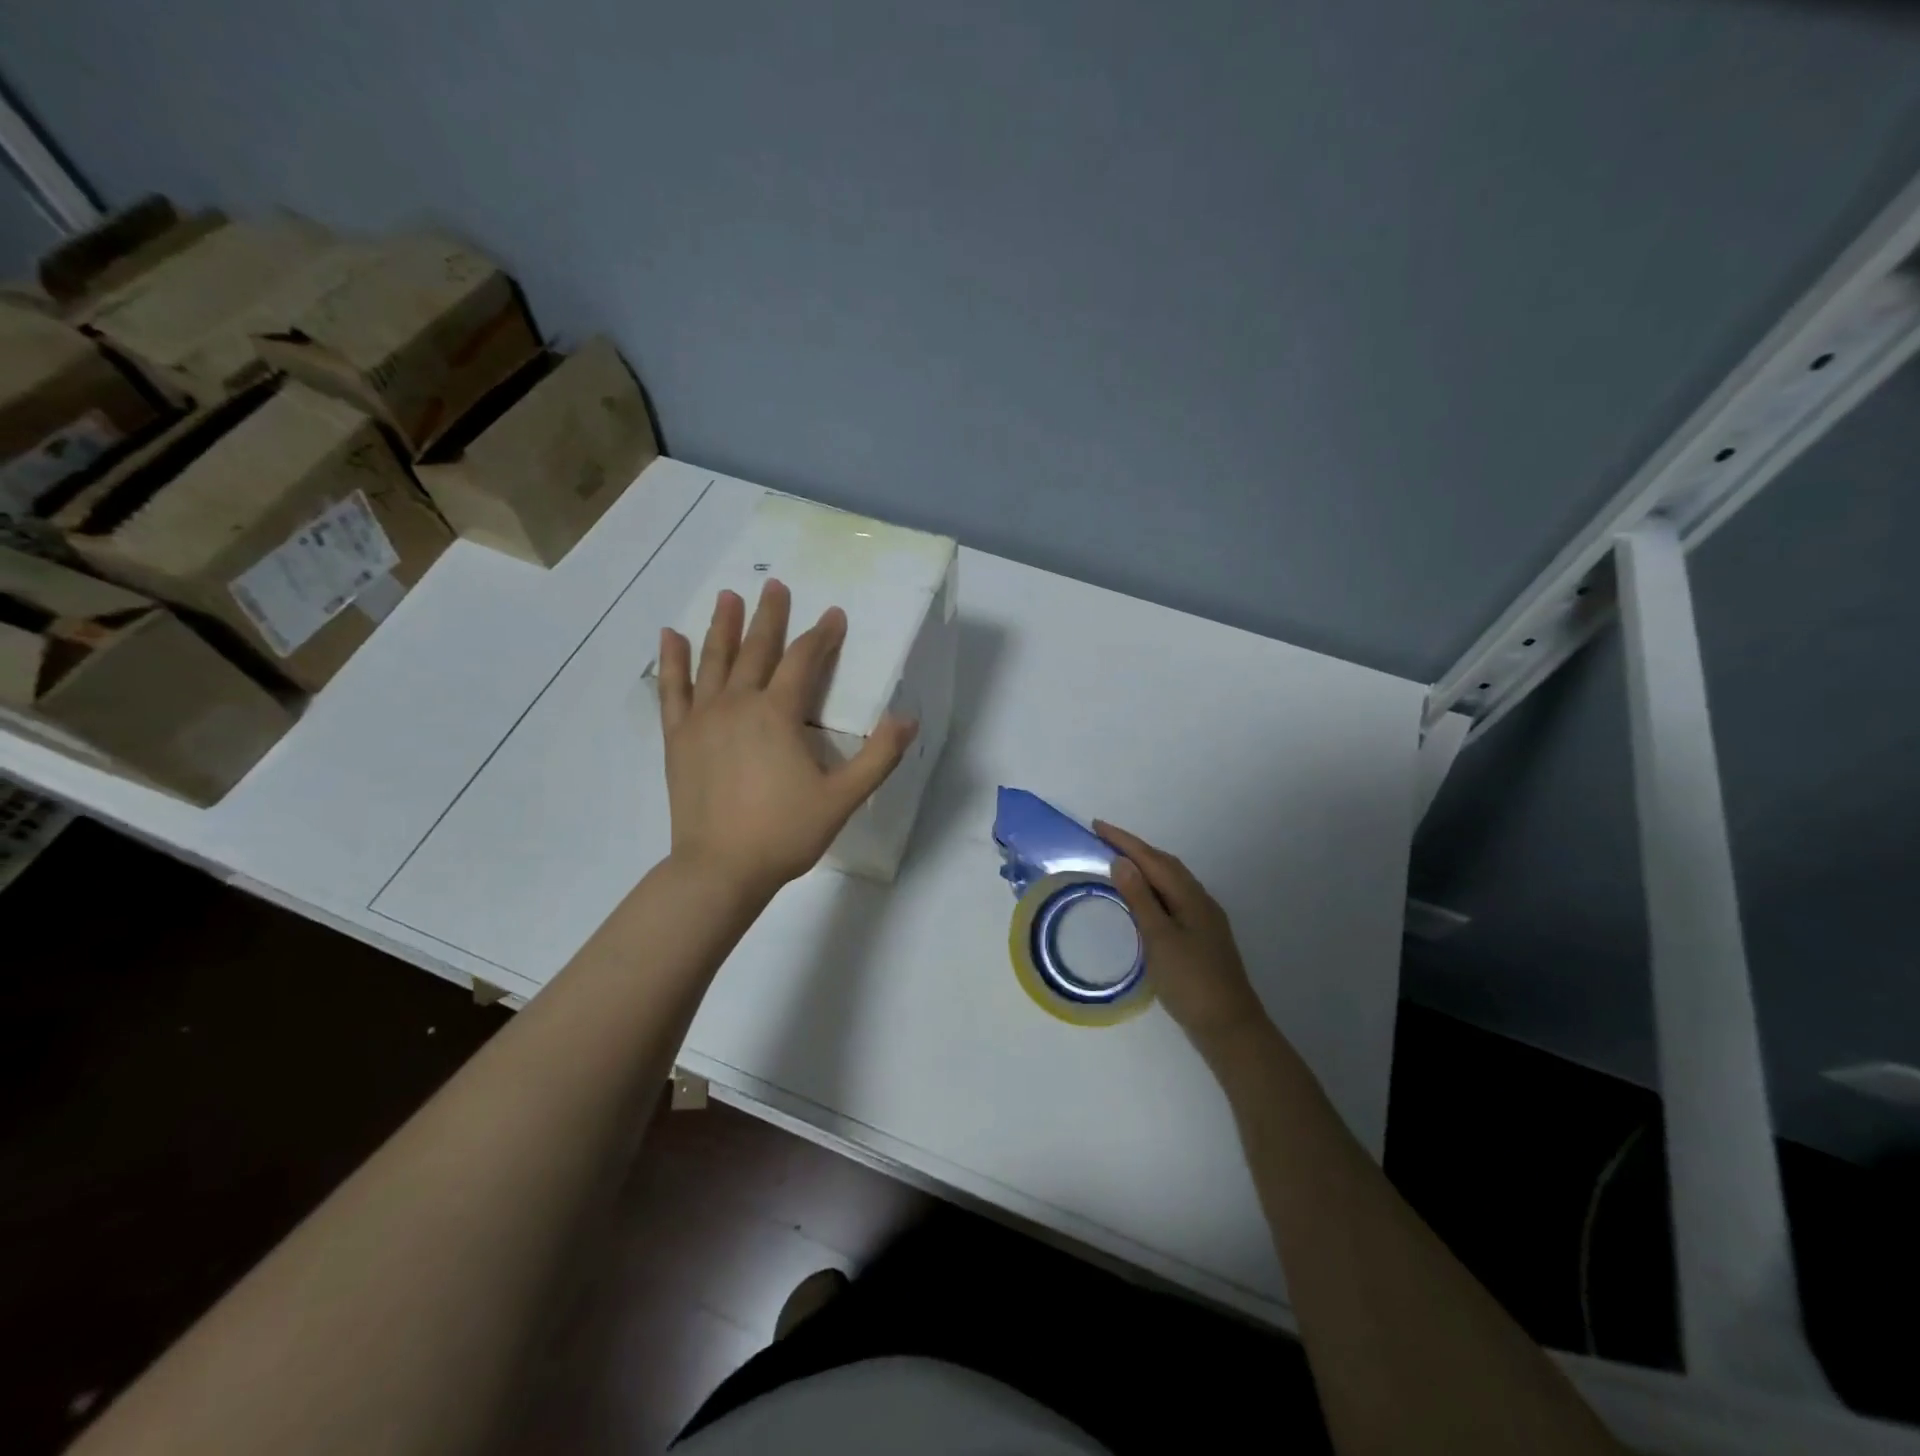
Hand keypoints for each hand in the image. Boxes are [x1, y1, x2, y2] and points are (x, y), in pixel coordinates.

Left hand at [658, 581, 916, 895]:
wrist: (720, 869)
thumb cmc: (785, 833)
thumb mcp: (843, 797)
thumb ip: (879, 756)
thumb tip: (908, 719)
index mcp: (778, 714)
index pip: (805, 661)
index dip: (822, 636)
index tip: (835, 615)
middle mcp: (738, 704)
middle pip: (757, 649)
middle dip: (769, 616)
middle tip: (774, 586)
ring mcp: (703, 719)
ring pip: (714, 660)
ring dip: (723, 626)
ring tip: (729, 596)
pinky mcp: (678, 738)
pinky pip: (673, 690)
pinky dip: (673, 661)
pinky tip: (671, 637)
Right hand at [1095, 821, 1268, 1055]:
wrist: (1230, 1027)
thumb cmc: (1191, 982)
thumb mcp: (1160, 938)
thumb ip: (1140, 899)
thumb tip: (1122, 862)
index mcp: (1190, 897)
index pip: (1153, 859)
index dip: (1124, 841)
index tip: (1097, 825)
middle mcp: (1200, 901)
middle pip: (1165, 865)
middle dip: (1135, 849)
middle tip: (1103, 840)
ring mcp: (1204, 919)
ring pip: (1171, 881)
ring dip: (1145, 867)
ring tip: (1118, 864)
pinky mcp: (1202, 937)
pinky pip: (1173, 898)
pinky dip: (1152, 889)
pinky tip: (1142, 901)